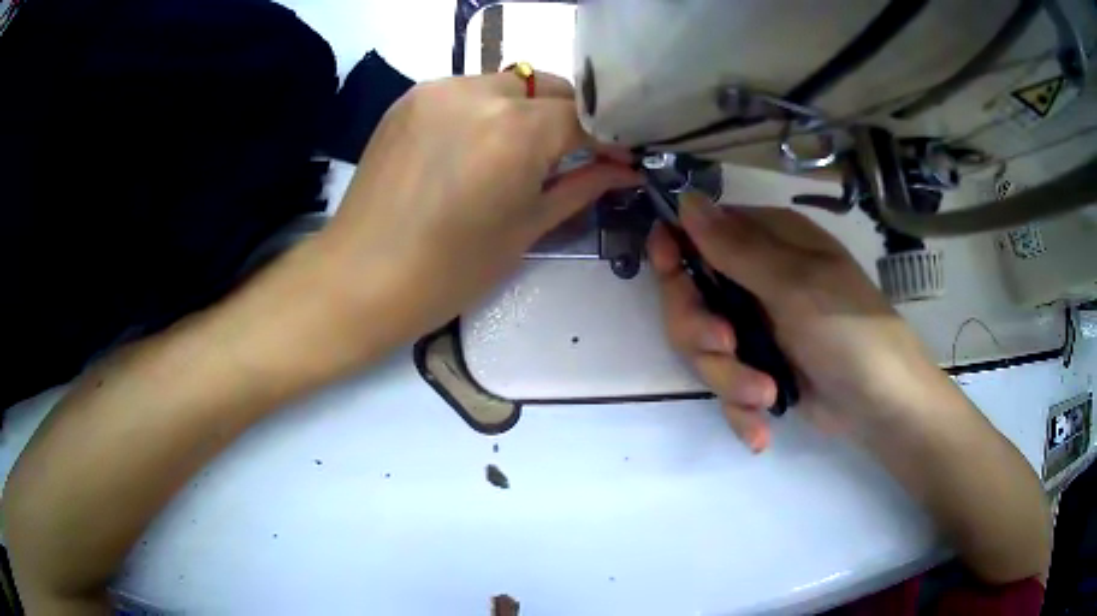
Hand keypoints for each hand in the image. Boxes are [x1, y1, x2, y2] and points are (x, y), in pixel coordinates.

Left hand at [314, 72, 639, 346]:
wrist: (360, 278)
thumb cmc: (449, 272)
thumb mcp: (525, 230)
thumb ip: (581, 187)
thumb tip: (624, 170)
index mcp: (515, 133)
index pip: (583, 115)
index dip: (606, 137)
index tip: (617, 158)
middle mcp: (478, 95)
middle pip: (546, 87)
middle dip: (567, 117)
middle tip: (569, 156)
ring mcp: (437, 90)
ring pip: (506, 84)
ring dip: (526, 109)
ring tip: (517, 152)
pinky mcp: (409, 98)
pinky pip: (466, 90)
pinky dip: (485, 110)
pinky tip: (474, 146)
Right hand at [648, 194, 954, 451]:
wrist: (883, 408)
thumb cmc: (850, 332)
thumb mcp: (795, 285)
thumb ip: (737, 248)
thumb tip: (685, 198)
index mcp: (769, 244)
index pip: (700, 233)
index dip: (676, 252)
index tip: (672, 275)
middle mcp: (756, 281)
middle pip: (690, 297)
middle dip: (701, 331)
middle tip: (727, 346)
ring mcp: (757, 329)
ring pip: (703, 349)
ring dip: (730, 378)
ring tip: (766, 396)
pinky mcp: (760, 370)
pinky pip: (725, 386)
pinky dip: (740, 410)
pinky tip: (761, 430)